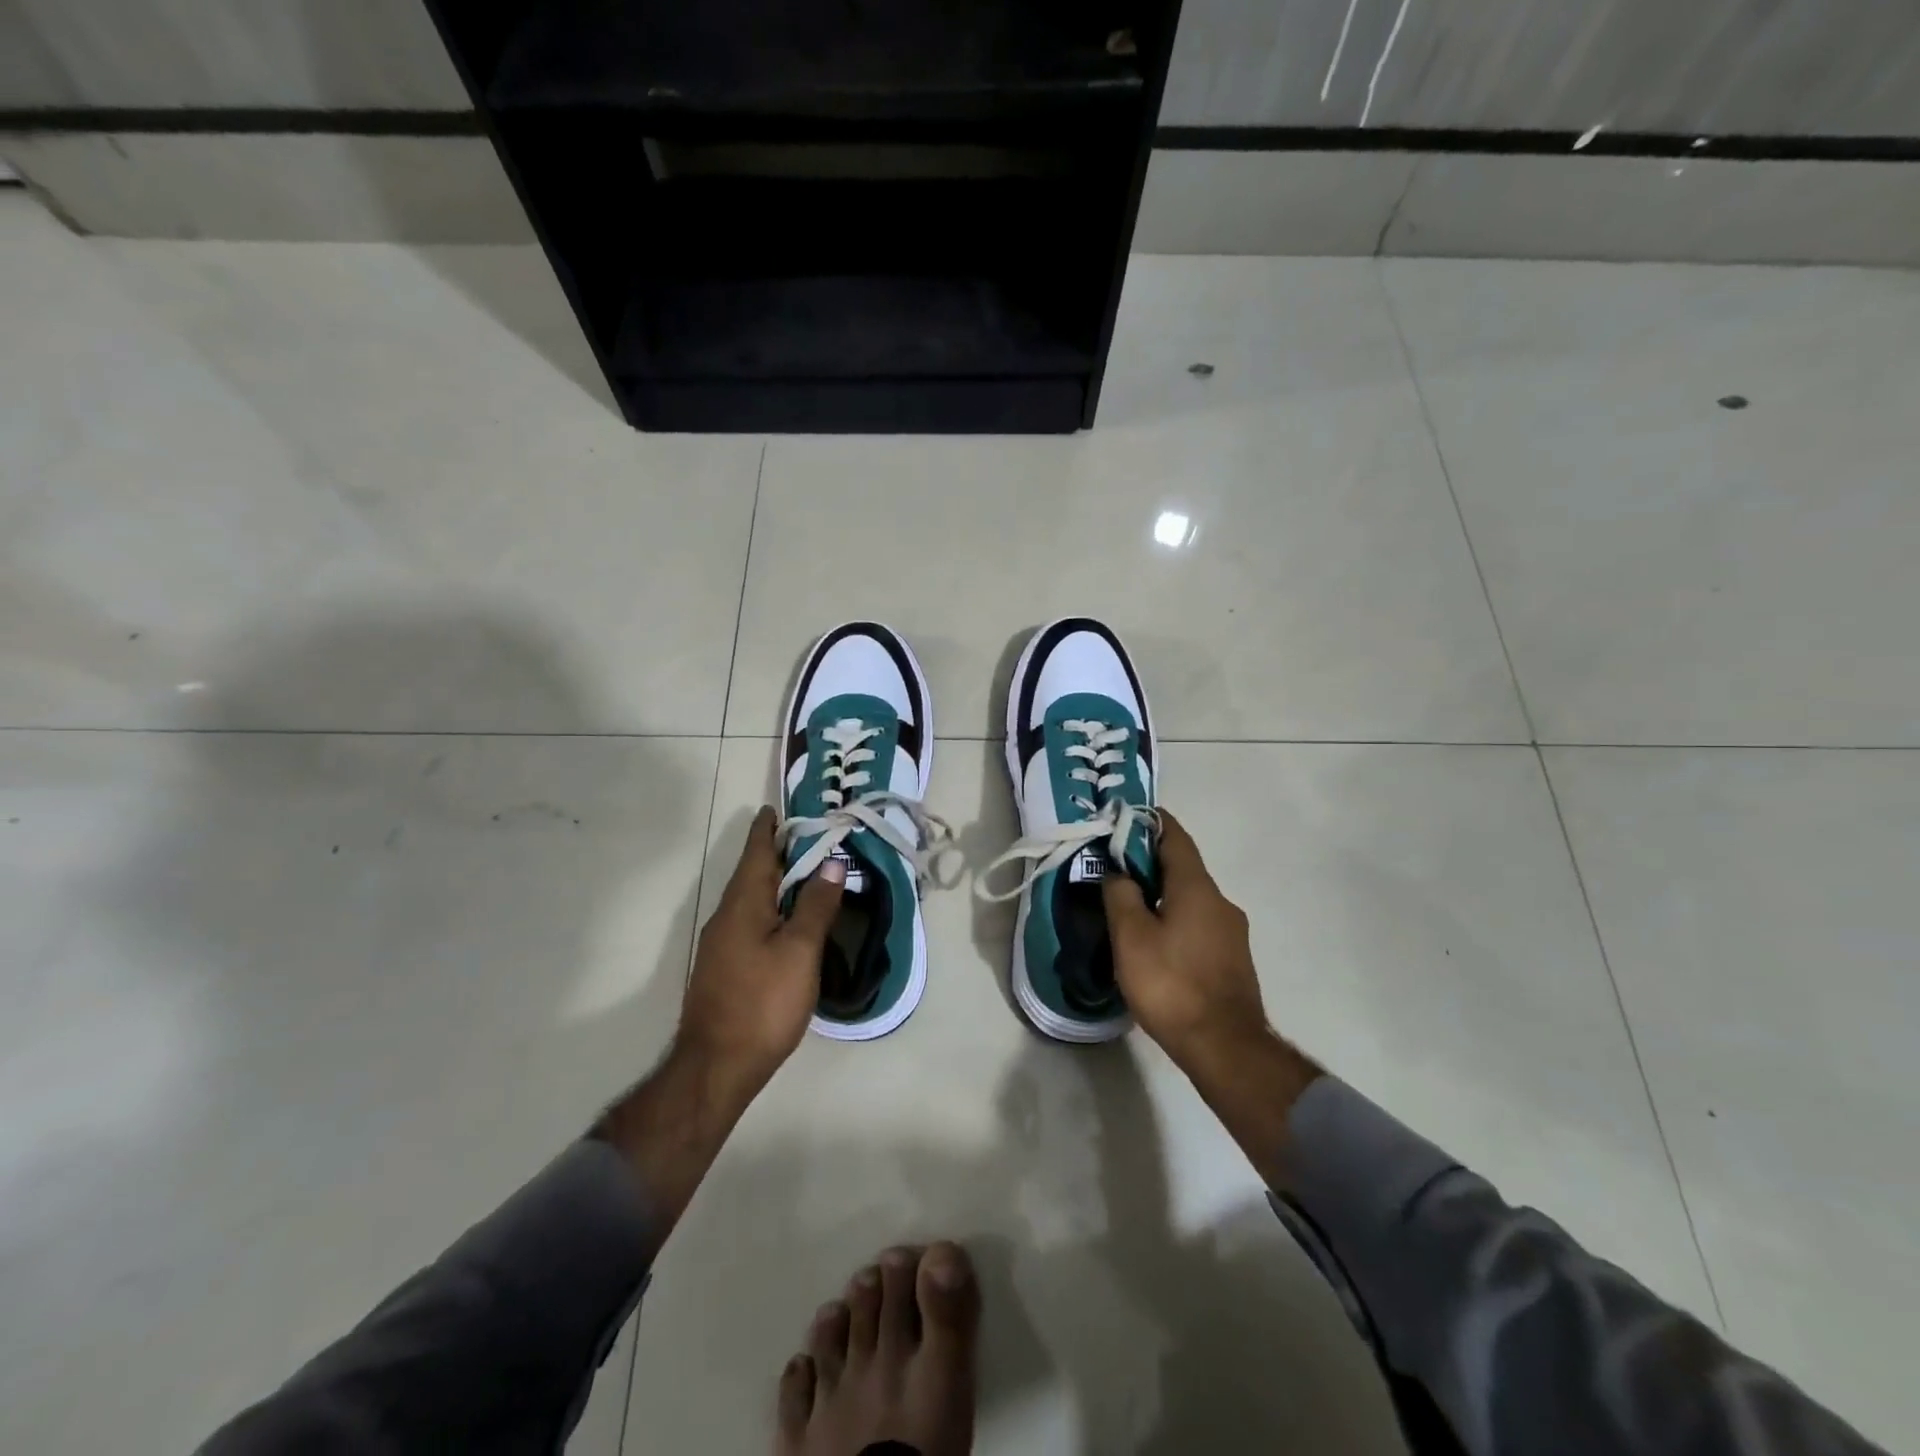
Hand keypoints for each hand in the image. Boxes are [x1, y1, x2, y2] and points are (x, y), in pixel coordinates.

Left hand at [678, 806, 844, 1092]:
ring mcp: (721, 943)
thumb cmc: (763, 1002)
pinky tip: (787, 920)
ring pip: (750, 898)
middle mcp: (726, 916)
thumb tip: (832, 862)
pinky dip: (770, 907)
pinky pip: (749, 920)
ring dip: (774, 880)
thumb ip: (816, 905)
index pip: (757, 852)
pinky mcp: (723, 967)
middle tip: (809, 837)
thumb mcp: (800, 951)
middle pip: (752, 872)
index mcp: (743, 903)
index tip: (780, 808)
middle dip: (777, 852)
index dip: (769, 828)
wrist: (716, 1066)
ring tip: (805, 873)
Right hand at [1102, 809, 1270, 1076]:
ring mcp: (1231, 931)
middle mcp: (1220, 901)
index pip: (1174, 836)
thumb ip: (1120, 896)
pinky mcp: (1232, 958)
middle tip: (1114, 867)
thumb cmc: (1171, 984)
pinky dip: (1175, 918)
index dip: (1150, 821)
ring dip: (1162, 893)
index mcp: (1196, 887)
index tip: (1124, 817)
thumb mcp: (1131, 937)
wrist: (1225, 1047)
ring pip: (1190, 897)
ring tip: (1129, 907)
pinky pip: (1199, 923)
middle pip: (1182, 867)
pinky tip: (1155, 941)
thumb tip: (1117, 872)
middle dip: (1149, 861)